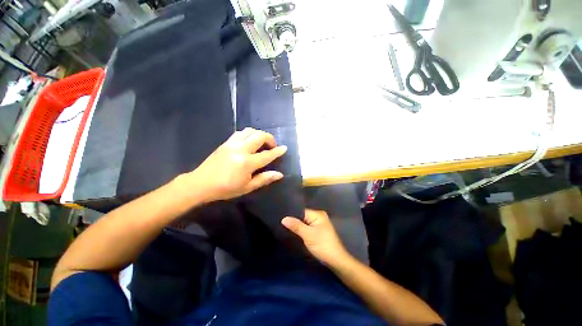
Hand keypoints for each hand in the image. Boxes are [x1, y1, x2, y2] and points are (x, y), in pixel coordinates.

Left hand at [180, 128, 286, 201]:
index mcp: (247, 163)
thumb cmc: (226, 189)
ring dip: (259, 134)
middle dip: (270, 138)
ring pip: (250, 131)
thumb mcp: (247, 187)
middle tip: (272, 146)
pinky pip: (240, 133)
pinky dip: (249, 134)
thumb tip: (280, 174)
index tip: (284, 148)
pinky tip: (249, 141)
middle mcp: (241, 149)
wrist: (201, 184)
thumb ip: (264, 179)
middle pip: (259, 136)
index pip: (267, 155)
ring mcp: (232, 144)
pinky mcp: (226, 142)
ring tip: (261, 143)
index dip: (277, 151)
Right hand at [282, 209, 349, 265]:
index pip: (301, 211)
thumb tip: (283, 219)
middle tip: (281, 222)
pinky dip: (301, 230)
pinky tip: (294, 232)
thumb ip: (296, 226)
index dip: (292, 214)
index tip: (281, 216)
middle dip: (293, 220)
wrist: (335, 261)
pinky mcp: (318, 231)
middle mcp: (318, 216)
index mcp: (318, 214)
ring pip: (304, 222)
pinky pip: (307, 227)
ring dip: (297, 226)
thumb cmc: (322, 245)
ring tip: (284, 226)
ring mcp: (318, 224)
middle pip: (302, 216)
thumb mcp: (308, 235)